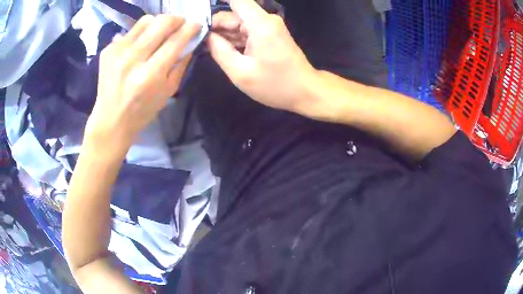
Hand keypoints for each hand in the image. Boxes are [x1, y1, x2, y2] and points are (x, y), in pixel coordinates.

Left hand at [85, 15, 200, 153]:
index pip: (175, 40)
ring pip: (146, 21)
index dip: (190, 28)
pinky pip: (131, 31)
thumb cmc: (142, 111)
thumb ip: (181, 64)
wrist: (110, 120)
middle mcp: (132, 59)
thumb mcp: (168, 92)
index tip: (197, 24)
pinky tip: (139, 47)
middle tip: (180, 25)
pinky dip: (140, 35)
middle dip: (176, 19)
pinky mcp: (108, 49)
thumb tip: (190, 41)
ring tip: (159, 34)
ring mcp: (117, 52)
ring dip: (158, 24)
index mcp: (150, 75)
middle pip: (161, 22)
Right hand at [208, 0, 316, 112]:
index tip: (199, 16)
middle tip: (203, 46)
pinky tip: (227, 52)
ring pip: (238, 22)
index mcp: (260, 24)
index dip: (217, 2)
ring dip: (225, 34)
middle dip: (216, 27)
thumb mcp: (240, 73)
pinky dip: (235, 38)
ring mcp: (268, 25)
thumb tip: (206, 35)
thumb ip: (219, 51)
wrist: (305, 91)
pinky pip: (246, 29)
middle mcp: (265, 19)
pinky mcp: (269, 32)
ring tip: (214, 52)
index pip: (236, 0)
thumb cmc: (275, 85)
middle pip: (233, 13)